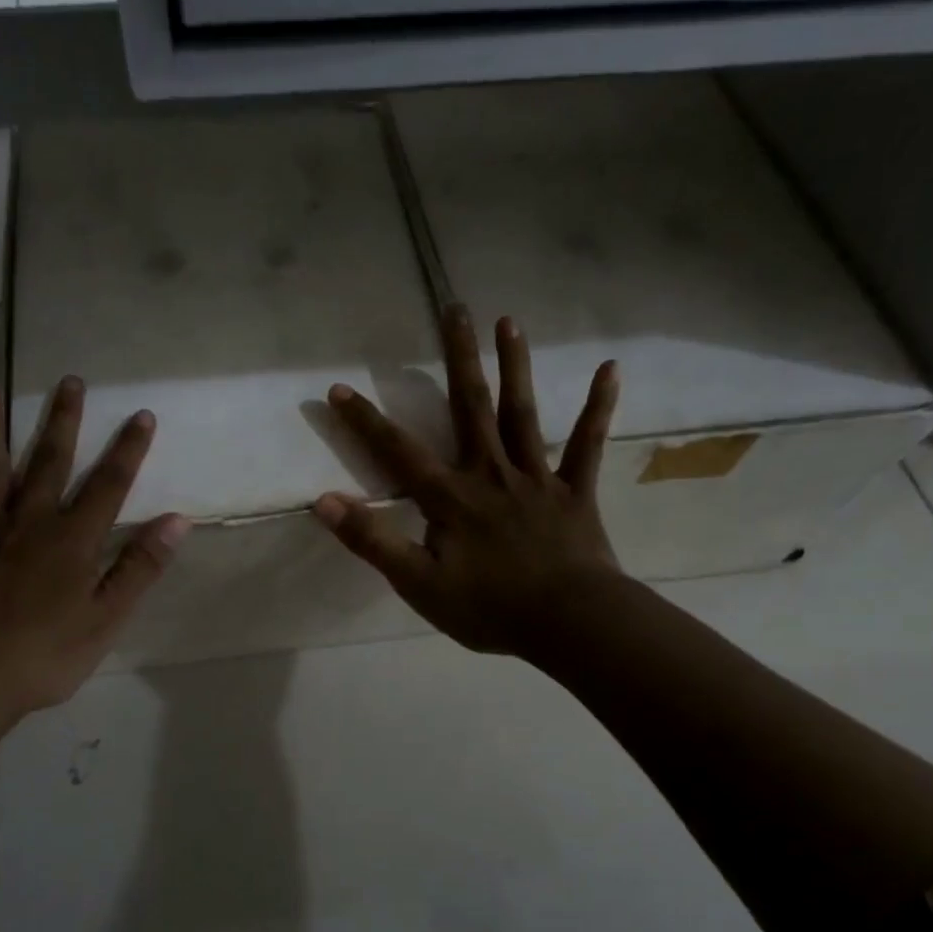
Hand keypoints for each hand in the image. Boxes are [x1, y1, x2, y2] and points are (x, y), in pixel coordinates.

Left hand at [0, 378, 188, 718]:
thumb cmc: (45, 654)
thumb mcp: (106, 617)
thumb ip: (139, 567)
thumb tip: (176, 520)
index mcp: (72, 539)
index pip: (108, 484)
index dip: (128, 450)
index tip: (141, 414)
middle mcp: (28, 523)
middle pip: (48, 462)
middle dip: (62, 421)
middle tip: (68, 381)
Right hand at [315, 306, 622, 661]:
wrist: (569, 623)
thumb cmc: (489, 608)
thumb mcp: (418, 583)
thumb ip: (372, 541)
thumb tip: (323, 502)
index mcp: (451, 497)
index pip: (398, 452)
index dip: (366, 421)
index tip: (340, 387)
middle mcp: (491, 473)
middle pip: (470, 407)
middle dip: (458, 358)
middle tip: (454, 308)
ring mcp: (537, 478)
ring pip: (522, 413)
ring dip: (515, 366)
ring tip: (509, 322)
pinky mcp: (574, 491)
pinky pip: (587, 443)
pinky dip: (598, 407)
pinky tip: (609, 368)